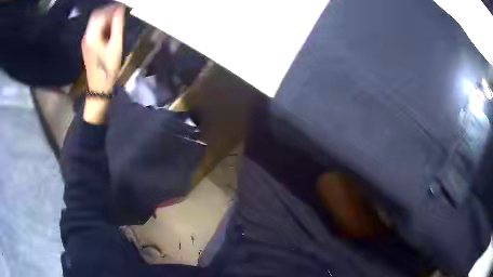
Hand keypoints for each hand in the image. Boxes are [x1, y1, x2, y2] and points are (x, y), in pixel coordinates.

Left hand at [82, 4, 124, 124]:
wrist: (99, 87)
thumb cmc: (108, 68)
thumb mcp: (116, 45)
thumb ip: (117, 25)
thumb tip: (120, 9)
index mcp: (92, 36)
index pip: (100, 14)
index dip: (112, 7)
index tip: (123, 5)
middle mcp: (87, 36)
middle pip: (96, 16)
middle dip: (108, 10)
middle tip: (121, 11)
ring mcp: (86, 41)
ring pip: (95, 22)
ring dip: (106, 17)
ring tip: (118, 18)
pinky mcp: (88, 46)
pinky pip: (95, 29)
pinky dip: (103, 25)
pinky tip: (111, 28)